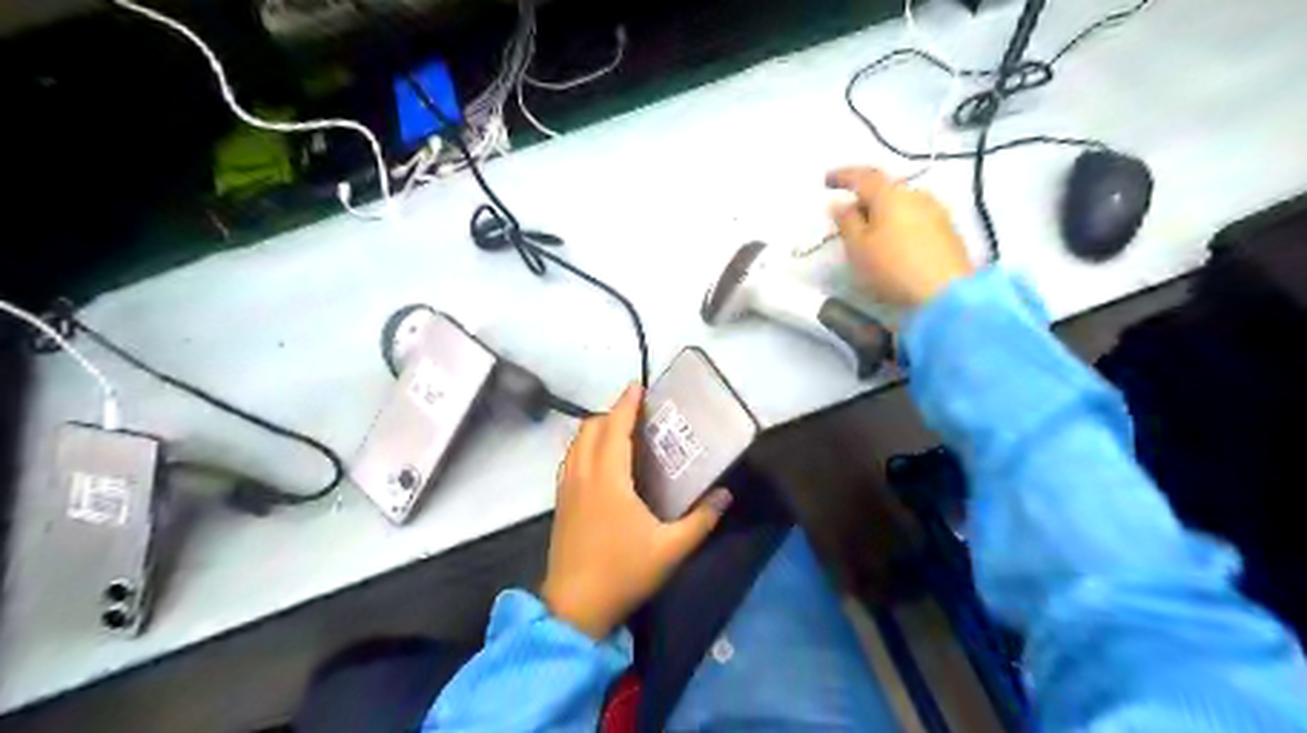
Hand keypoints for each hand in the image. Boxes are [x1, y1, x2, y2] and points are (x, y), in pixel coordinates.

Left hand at [536, 386, 731, 637]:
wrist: (574, 608)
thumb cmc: (623, 573)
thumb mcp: (671, 549)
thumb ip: (701, 520)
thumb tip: (726, 495)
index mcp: (608, 479)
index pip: (614, 429)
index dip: (625, 404)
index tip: (637, 386)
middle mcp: (583, 476)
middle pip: (590, 430)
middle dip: (610, 413)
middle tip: (635, 412)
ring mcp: (567, 490)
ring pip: (576, 444)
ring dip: (595, 429)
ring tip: (618, 430)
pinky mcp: (561, 504)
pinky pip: (569, 461)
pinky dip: (583, 448)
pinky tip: (599, 462)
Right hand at [820, 166, 973, 304]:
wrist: (946, 294)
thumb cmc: (892, 268)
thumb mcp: (858, 247)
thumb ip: (846, 221)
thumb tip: (840, 203)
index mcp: (891, 194)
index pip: (863, 176)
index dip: (843, 176)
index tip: (826, 181)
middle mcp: (916, 195)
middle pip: (885, 189)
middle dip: (864, 199)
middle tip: (848, 216)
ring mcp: (936, 212)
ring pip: (902, 205)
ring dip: (883, 214)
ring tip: (870, 234)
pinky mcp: (948, 232)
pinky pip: (915, 219)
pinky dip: (899, 225)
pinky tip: (893, 245)